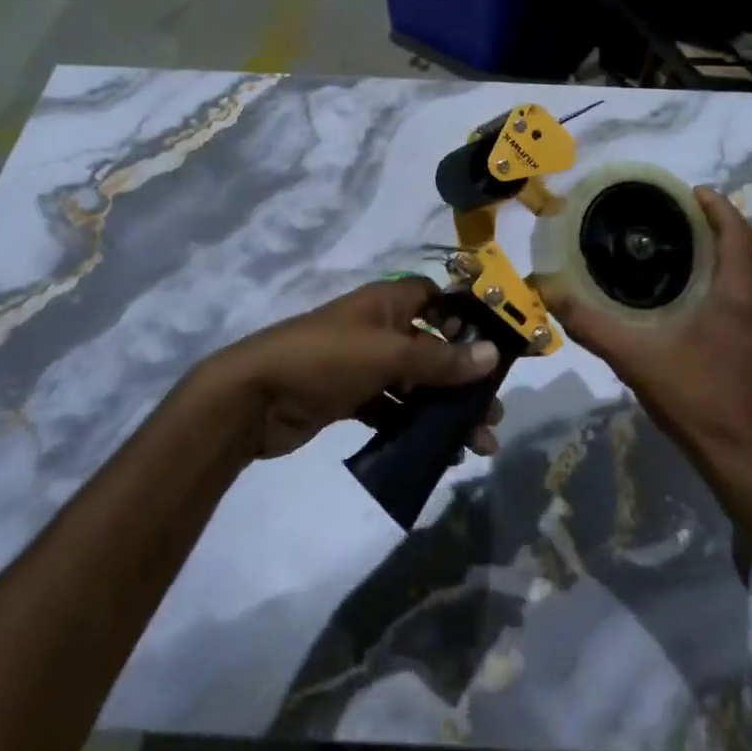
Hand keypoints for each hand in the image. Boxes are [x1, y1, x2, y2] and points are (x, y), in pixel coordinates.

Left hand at [207, 277, 504, 459]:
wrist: (252, 399)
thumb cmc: (323, 359)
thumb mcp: (386, 355)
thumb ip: (439, 359)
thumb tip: (493, 356)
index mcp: (387, 302)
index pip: (437, 297)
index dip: (468, 316)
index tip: (500, 345)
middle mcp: (379, 328)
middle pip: (433, 346)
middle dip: (465, 377)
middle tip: (494, 411)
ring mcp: (364, 365)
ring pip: (417, 383)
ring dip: (445, 409)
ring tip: (476, 443)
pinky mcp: (351, 398)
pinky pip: (394, 409)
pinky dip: (415, 426)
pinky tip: (439, 452)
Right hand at [551, 187, 751, 477]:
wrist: (742, 456)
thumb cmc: (693, 398)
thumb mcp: (634, 358)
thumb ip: (590, 324)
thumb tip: (549, 290)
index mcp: (739, 294)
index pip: (737, 231)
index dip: (717, 206)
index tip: (690, 192)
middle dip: (728, 220)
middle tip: (689, 214)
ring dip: (738, 246)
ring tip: (697, 243)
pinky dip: (742, 271)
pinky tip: (709, 288)